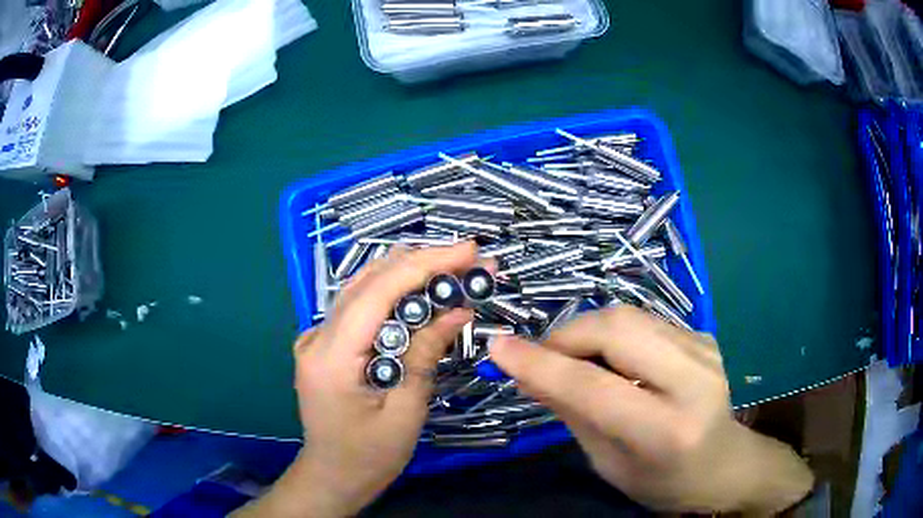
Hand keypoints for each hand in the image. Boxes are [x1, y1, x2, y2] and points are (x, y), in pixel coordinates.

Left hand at [235, 242, 480, 517]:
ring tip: (450, 268)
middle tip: (468, 259)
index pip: (378, 291)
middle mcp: (316, 337)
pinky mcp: (323, 344)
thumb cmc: (369, 457)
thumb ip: (424, 356)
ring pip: (362, 288)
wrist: (332, 477)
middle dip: (422, 264)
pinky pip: (358, 307)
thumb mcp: (405, 412)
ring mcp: (315, 338)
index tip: (469, 251)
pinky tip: (418, 293)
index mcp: (331, 357)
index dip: (425, 264)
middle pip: (369, 281)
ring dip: (407, 274)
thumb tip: (456, 310)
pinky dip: (391, 294)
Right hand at [489, 306, 813, 514]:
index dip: (541, 364)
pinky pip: (645, 322)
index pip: (594, 387)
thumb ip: (573, 413)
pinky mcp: (705, 336)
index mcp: (668, 430)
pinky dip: (614, 335)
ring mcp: (706, 350)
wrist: (725, 465)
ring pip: (630, 315)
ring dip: (588, 332)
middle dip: (566, 335)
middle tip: (543, 357)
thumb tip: (528, 372)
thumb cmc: (664, 481)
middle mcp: (695, 379)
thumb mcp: (610, 464)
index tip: (499, 348)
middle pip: (617, 327)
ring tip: (573, 360)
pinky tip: (611, 360)